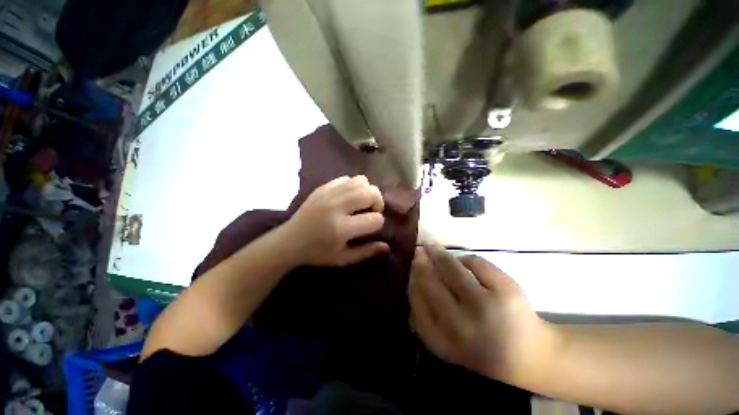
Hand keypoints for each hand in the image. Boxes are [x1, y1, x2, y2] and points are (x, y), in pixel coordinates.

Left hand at [286, 175, 389, 266]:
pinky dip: (354, 186)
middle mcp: (336, 207)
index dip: (378, 224)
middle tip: (371, 211)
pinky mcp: (322, 188)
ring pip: (361, 181)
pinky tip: (349, 197)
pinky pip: (347, 178)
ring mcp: (328, 194)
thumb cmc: (317, 253)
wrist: (289, 241)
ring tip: (362, 202)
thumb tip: (387, 247)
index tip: (370, 228)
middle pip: (371, 193)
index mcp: (341, 229)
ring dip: (367, 191)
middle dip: (378, 202)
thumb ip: (366, 253)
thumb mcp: (343, 259)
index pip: (375, 219)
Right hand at [409, 246, 555, 381]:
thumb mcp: (445, 340)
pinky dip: (466, 258)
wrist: (529, 356)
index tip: (412, 266)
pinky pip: (474, 262)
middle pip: (431, 282)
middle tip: (419, 250)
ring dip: (439, 253)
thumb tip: (411, 281)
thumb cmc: (480, 345)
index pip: (416, 301)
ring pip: (451, 267)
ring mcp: (484, 306)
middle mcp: (461, 326)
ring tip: (433, 246)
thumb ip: (424, 316)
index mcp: (442, 341)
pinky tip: (463, 261)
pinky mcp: (505, 291)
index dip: (412, 279)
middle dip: (422, 262)